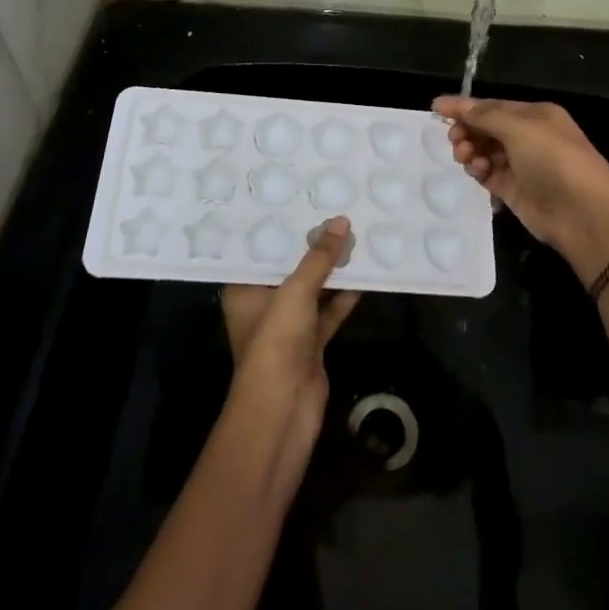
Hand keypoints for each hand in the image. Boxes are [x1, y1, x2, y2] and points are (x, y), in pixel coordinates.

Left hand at [219, 218, 360, 497]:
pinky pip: (329, 311)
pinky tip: (364, 274)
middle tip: (333, 207)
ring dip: (331, 269)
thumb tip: (341, 221)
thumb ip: (319, 258)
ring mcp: (288, 326)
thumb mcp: (295, 292)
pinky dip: (344, 297)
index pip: (259, 249)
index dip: (279, 226)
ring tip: (354, 233)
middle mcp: (263, 304)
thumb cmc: (275, 344)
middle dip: (311, 244)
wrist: (282, 412)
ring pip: (312, 288)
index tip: (299, 197)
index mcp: (244, 289)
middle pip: (289, 267)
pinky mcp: (311, 343)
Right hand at [433, 96, 608, 284]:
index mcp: (535, 115)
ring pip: (484, 151)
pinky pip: (488, 174)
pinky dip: (478, 170)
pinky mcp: (514, 190)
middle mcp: (528, 137)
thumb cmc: (554, 159)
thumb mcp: (519, 128)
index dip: (464, 106)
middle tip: (455, 139)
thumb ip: (484, 116)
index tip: (435, 108)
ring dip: (471, 150)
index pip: (492, 106)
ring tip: (465, 157)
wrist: (583, 213)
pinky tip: (477, 172)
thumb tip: (455, 105)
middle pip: (486, 128)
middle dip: (467, 130)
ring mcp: (522, 165)